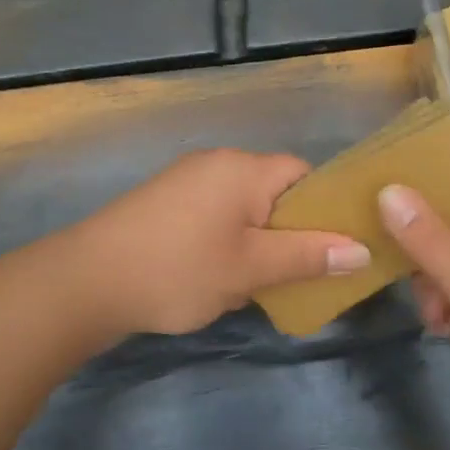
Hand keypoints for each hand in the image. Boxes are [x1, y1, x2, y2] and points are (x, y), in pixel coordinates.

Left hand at [65, 149, 369, 335]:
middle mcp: (216, 164)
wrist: (87, 282)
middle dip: (288, 233)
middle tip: (297, 274)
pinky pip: (213, 217)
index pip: (304, 174)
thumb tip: (361, 250)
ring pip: (243, 209)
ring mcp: (185, 182)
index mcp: (244, 169)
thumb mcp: (250, 268)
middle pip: (274, 192)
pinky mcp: (164, 204)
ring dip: (256, 244)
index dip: (325, 208)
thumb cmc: (179, 270)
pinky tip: (218, 279)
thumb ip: (308, 256)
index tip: (334, 248)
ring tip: (256, 284)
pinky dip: (226, 244)